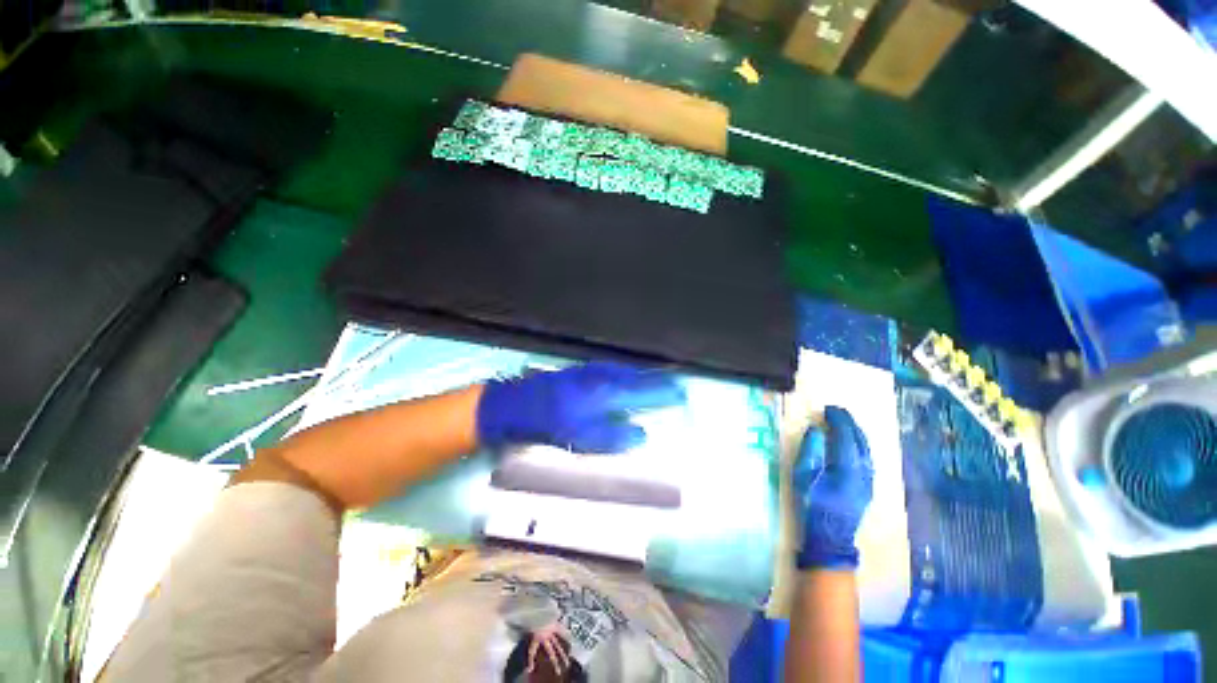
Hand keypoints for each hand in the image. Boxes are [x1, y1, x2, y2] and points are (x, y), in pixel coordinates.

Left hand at [476, 361, 685, 452]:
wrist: (515, 404)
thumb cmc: (549, 423)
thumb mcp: (581, 436)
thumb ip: (613, 434)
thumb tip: (641, 434)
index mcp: (605, 392)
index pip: (643, 391)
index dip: (663, 393)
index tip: (682, 395)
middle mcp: (602, 376)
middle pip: (637, 376)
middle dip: (658, 381)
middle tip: (675, 386)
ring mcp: (591, 371)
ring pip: (625, 371)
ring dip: (643, 376)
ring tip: (658, 381)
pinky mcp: (581, 371)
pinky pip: (613, 370)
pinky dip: (626, 375)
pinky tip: (626, 379)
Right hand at [793, 406, 873, 569]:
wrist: (830, 535)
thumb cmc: (811, 503)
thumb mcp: (803, 476)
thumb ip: (810, 450)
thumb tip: (816, 430)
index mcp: (847, 467)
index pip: (845, 435)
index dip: (838, 419)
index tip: (828, 408)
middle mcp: (864, 471)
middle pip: (860, 440)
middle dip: (849, 422)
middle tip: (836, 411)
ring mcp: (870, 479)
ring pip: (867, 449)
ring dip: (856, 432)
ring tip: (844, 422)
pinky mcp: (869, 486)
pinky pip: (868, 458)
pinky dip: (860, 444)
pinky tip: (852, 442)